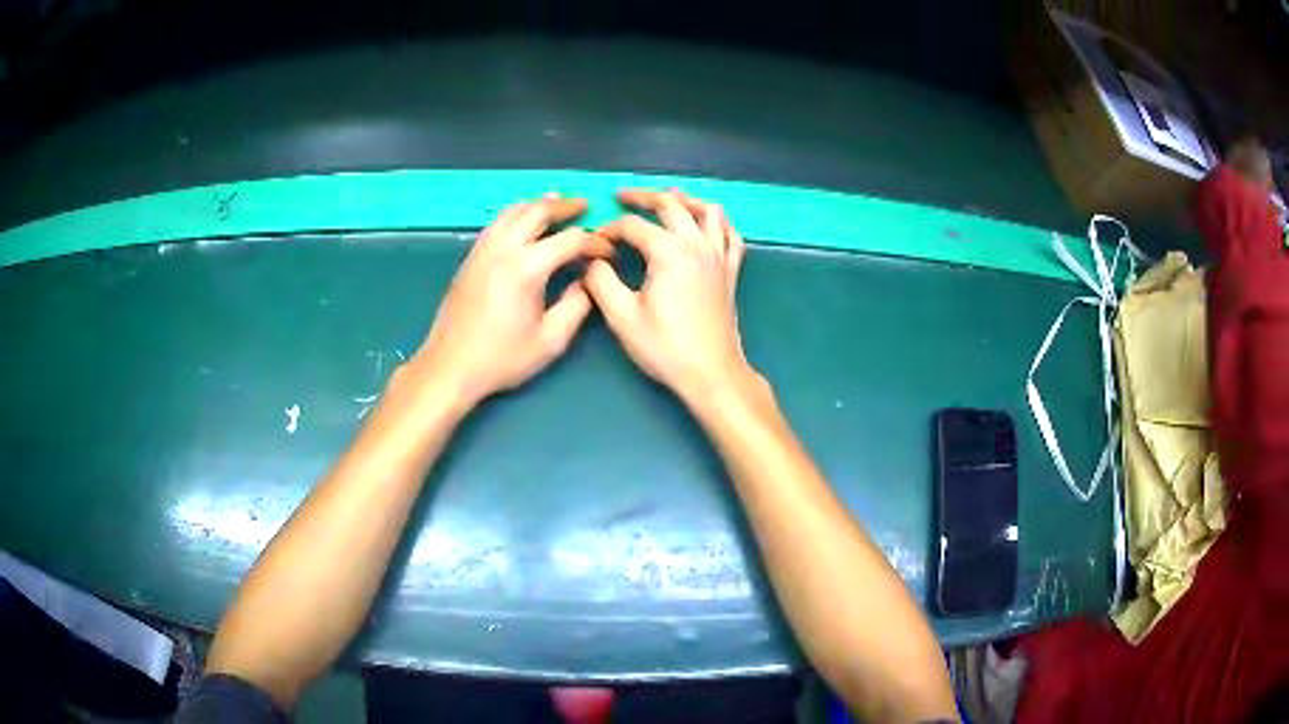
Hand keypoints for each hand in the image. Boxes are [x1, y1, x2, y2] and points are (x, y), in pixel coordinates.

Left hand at [414, 195, 609, 405]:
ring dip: (538, 205)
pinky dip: (516, 214)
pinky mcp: (470, 258)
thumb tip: (589, 280)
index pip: (571, 239)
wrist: (450, 367)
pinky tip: (523, 223)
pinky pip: (496, 223)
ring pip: (513, 211)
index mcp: (527, 268)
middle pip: (538, 211)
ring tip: (555, 203)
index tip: (609, 253)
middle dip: (566, 206)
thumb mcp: (551, 340)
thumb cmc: (502, 359)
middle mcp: (503, 249)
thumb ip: (577, 305)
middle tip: (586, 206)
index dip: (596, 242)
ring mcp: (482, 250)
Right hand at [584, 189, 752, 401]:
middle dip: (643, 197)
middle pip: (671, 204)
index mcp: (669, 251)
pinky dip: (717, 222)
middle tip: (622, 196)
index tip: (594, 243)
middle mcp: (697, 243)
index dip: (609, 229)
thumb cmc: (665, 347)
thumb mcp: (622, 316)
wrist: (711, 373)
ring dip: (685, 201)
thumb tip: (589, 260)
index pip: (633, 225)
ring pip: (708, 211)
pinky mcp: (731, 270)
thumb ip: (600, 281)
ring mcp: (719, 255)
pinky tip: (706, 225)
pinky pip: (730, 234)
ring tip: (667, 200)